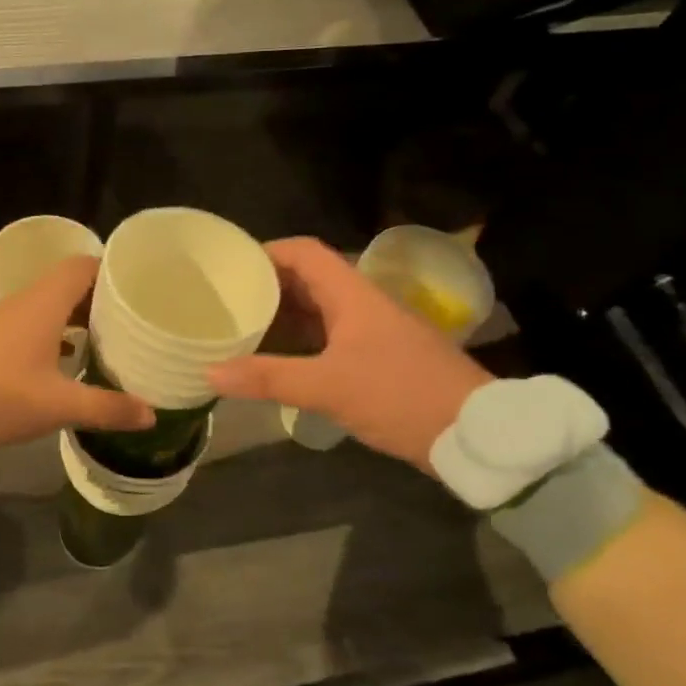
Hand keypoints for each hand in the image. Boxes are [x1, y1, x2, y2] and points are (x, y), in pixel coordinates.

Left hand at [0, 256, 154, 457]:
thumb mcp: (57, 406)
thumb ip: (106, 408)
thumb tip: (151, 414)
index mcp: (42, 304)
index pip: (82, 266)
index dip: (111, 272)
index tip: (137, 290)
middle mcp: (20, 303)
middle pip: (66, 286)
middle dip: (98, 301)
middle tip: (129, 323)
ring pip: (45, 308)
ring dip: (73, 320)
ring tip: (102, 344)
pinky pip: (26, 326)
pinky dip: (49, 336)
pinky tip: (60, 365)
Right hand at [206, 237, 492, 472]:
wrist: (475, 433)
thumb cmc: (400, 395)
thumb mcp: (328, 387)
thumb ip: (268, 377)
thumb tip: (210, 371)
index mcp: (352, 294)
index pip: (304, 252)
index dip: (266, 252)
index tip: (230, 267)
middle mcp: (361, 304)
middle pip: (307, 279)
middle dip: (266, 287)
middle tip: (225, 302)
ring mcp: (372, 331)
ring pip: (318, 311)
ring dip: (282, 317)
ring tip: (240, 329)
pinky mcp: (378, 358)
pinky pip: (328, 338)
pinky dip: (299, 343)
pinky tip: (276, 362)